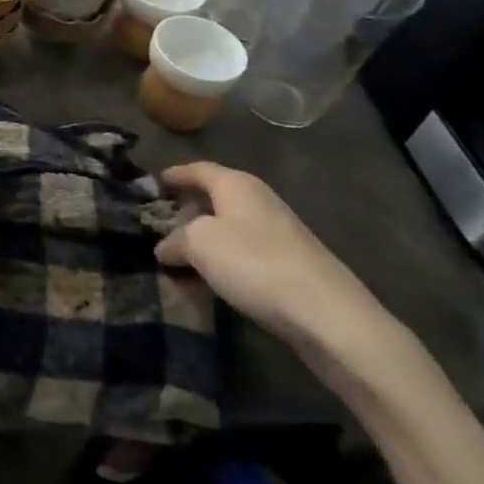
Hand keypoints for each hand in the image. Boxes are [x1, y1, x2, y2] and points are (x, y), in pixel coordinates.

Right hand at [154, 162, 388, 356]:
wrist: (327, 313)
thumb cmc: (254, 263)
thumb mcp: (200, 245)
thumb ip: (176, 240)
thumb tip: (164, 247)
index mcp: (237, 184)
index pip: (199, 170)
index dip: (176, 174)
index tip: (156, 181)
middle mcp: (259, 200)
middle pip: (217, 196)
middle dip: (190, 207)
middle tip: (162, 221)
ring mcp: (279, 232)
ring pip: (231, 226)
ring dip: (207, 237)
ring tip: (182, 253)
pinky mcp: (291, 263)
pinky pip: (246, 251)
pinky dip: (226, 258)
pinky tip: (214, 277)